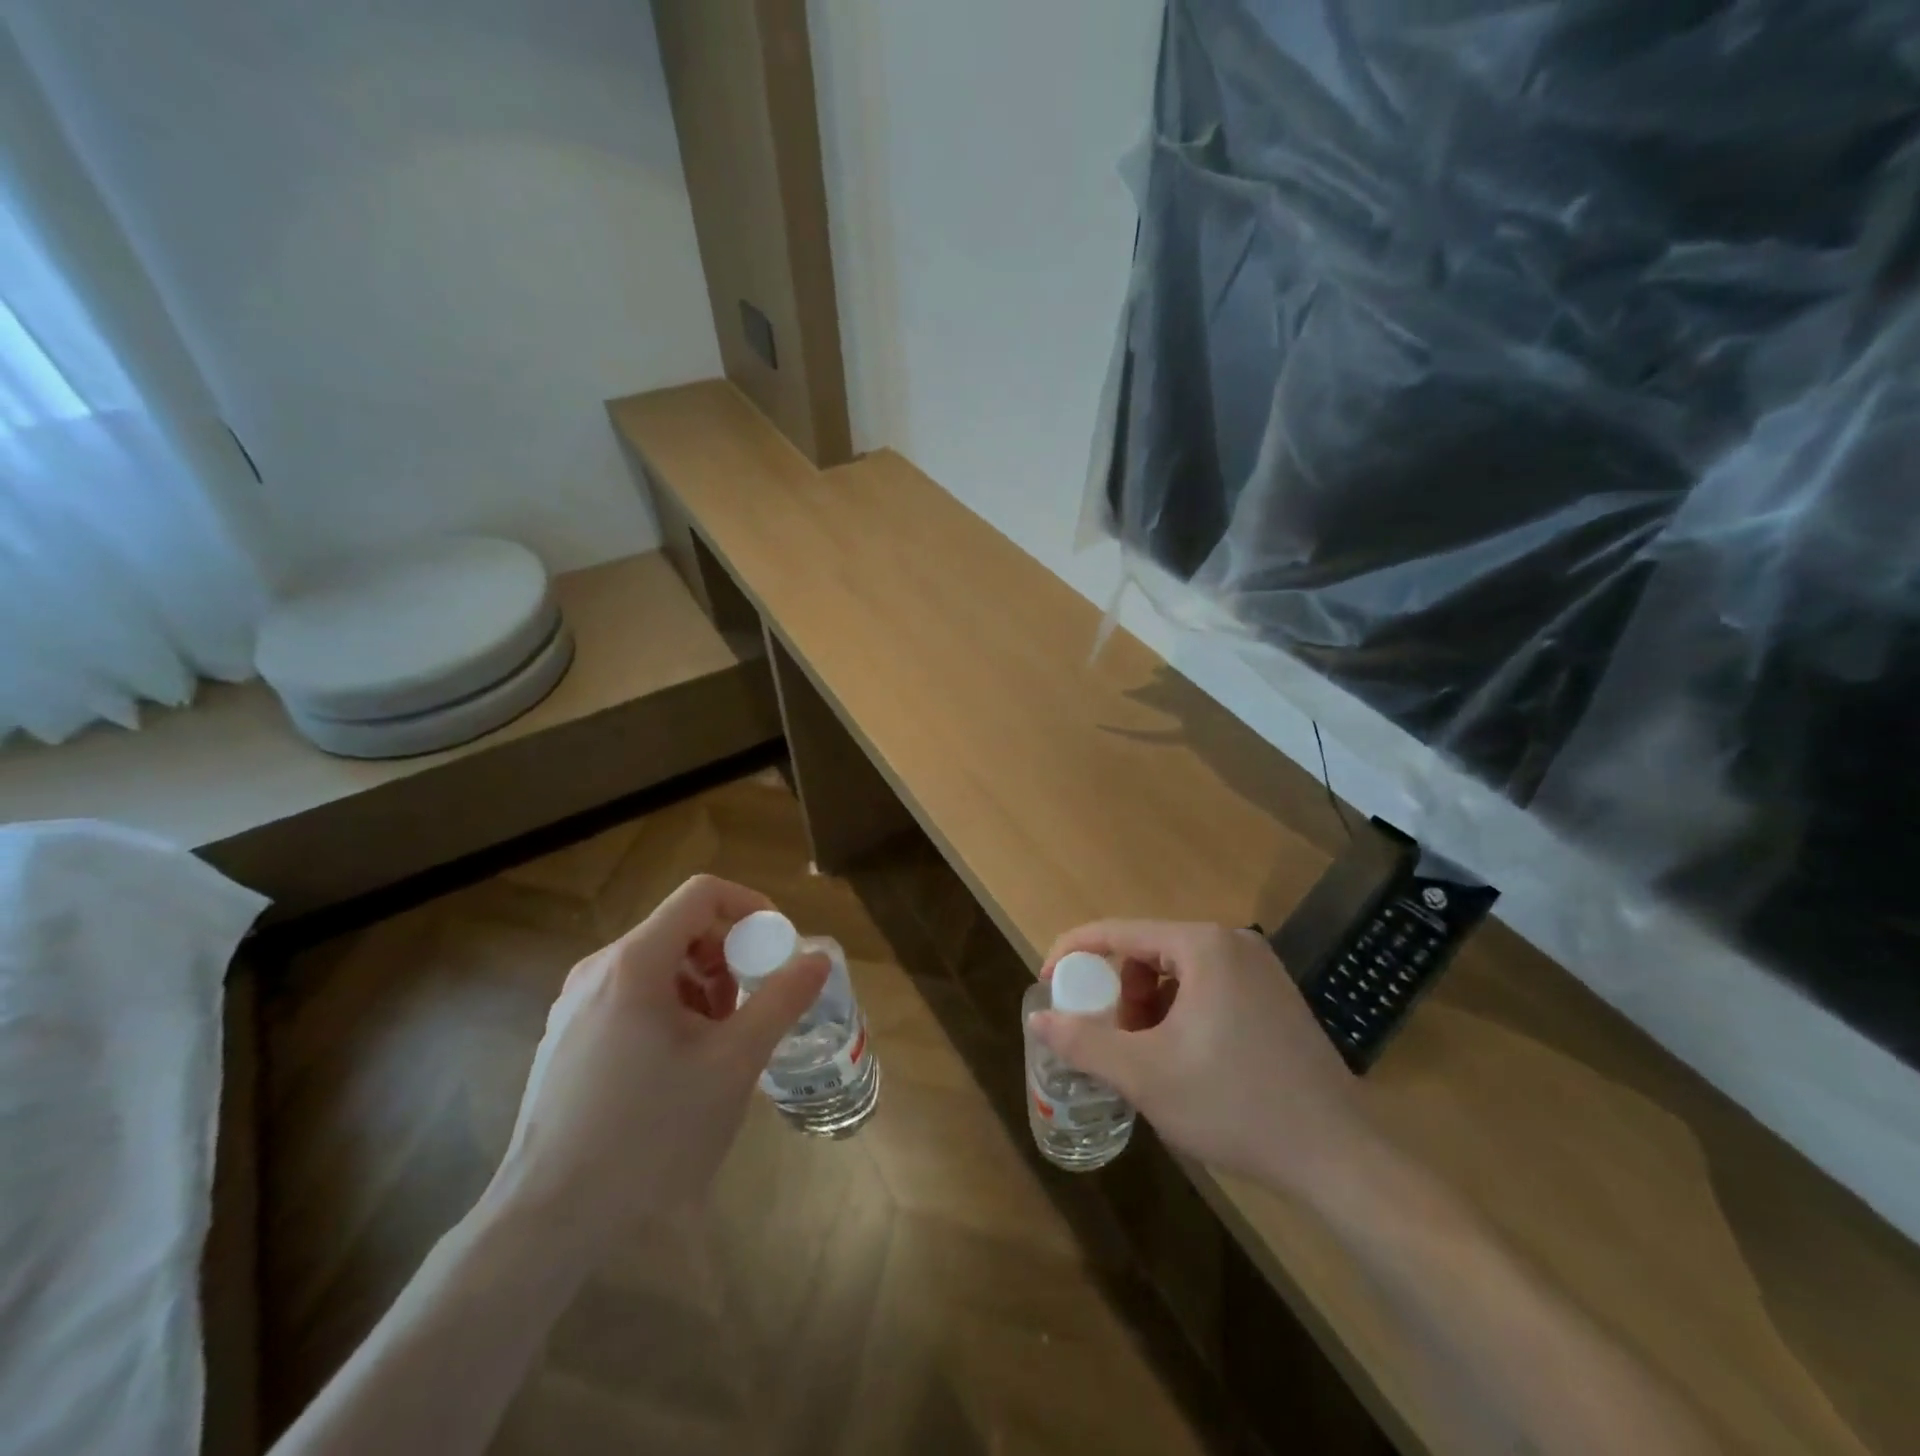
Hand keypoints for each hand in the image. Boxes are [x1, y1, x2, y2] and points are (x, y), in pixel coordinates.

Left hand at [484, 875, 828, 1244]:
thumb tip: (817, 958)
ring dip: (702, 985)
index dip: (751, 906)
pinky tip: (679, 1065)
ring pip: (657, 964)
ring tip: (720, 1041)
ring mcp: (575, 1004)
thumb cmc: (651, 1132)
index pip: (702, 893)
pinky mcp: (566, 1038)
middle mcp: (598, 969)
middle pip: (680, 928)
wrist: (549, 1219)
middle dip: (729, 954)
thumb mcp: (734, 1063)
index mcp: (635, 961)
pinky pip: (631, 996)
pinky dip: (670, 1008)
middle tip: (753, 1003)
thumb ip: (781, 1000)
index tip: (778, 947)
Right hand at [1030, 921, 1372, 1192]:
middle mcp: (1233, 943)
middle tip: (1114, 1042)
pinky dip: (1181, 1015)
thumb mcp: (1144, 1075)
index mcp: (1202, 945)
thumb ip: (1083, 1040)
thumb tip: (1038, 1017)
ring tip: (1150, 1059)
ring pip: (1178, 973)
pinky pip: (1208, 989)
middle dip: (1120, 993)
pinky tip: (1188, 1062)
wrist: (1338, 1157)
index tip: (1047, 985)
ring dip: (1149, 1008)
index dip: (1073, 953)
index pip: (1118, 932)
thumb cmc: (1233, 1104)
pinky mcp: (1276, 997)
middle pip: (1148, 952)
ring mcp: (1260, 969)